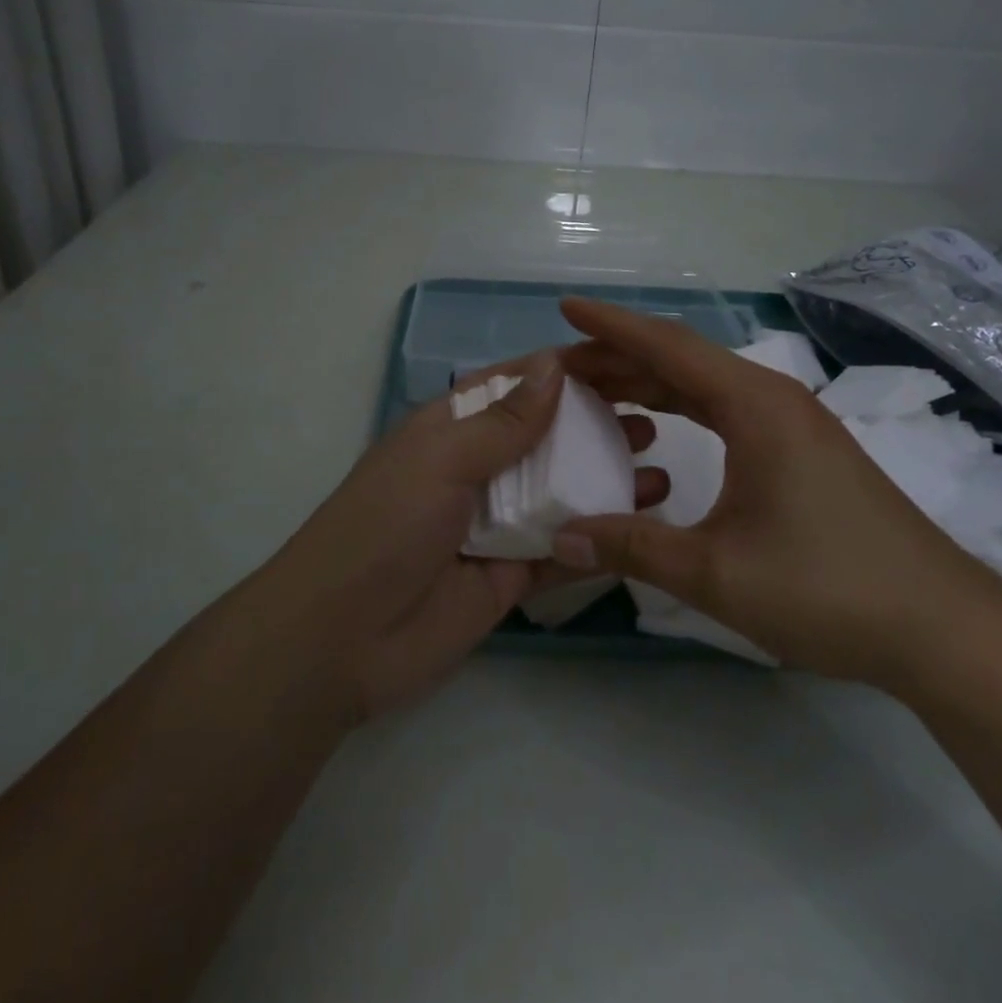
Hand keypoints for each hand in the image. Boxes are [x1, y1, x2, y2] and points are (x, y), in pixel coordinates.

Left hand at [264, 349, 668, 721]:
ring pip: (561, 492)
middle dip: (596, 425)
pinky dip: (599, 535)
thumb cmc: (385, 526)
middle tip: (656, 419)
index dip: (566, 371)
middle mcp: (476, 470)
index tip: (626, 362)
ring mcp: (495, 524)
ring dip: (607, 479)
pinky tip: (644, 523)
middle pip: (546, 438)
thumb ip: (503, 421)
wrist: (340, 640)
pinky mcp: (511, 576)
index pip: (516, 386)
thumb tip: (556, 365)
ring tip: (662, 468)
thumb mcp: (441, 460)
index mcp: (451, 430)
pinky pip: (562, 549)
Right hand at [552, 297, 1001, 683]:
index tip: (563, 308)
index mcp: (754, 404)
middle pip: (680, 359)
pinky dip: (679, 408)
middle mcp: (771, 398)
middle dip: (617, 357)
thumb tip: (561, 539)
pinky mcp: (800, 450)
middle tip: (560, 369)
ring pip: (702, 384)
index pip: (667, 346)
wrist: (944, 628)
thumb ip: (632, 549)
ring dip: (647, 382)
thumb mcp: (717, 572)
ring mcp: (790, 422)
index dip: (610, 326)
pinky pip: (723, 410)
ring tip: (593, 391)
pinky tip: (656, 428)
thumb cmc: (828, 588)